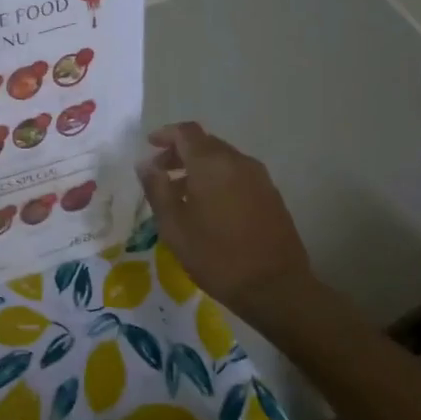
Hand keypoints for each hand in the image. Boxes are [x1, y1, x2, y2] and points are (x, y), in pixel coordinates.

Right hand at [136, 122, 310, 311]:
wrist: (275, 287)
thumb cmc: (216, 255)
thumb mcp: (174, 226)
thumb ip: (157, 189)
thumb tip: (145, 164)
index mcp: (212, 164)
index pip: (186, 132)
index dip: (166, 134)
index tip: (149, 145)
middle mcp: (238, 162)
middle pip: (205, 143)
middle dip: (180, 152)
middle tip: (160, 173)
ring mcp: (259, 178)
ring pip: (223, 160)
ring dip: (199, 168)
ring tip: (180, 194)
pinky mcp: (271, 195)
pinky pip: (237, 175)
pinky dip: (218, 179)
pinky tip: (208, 207)